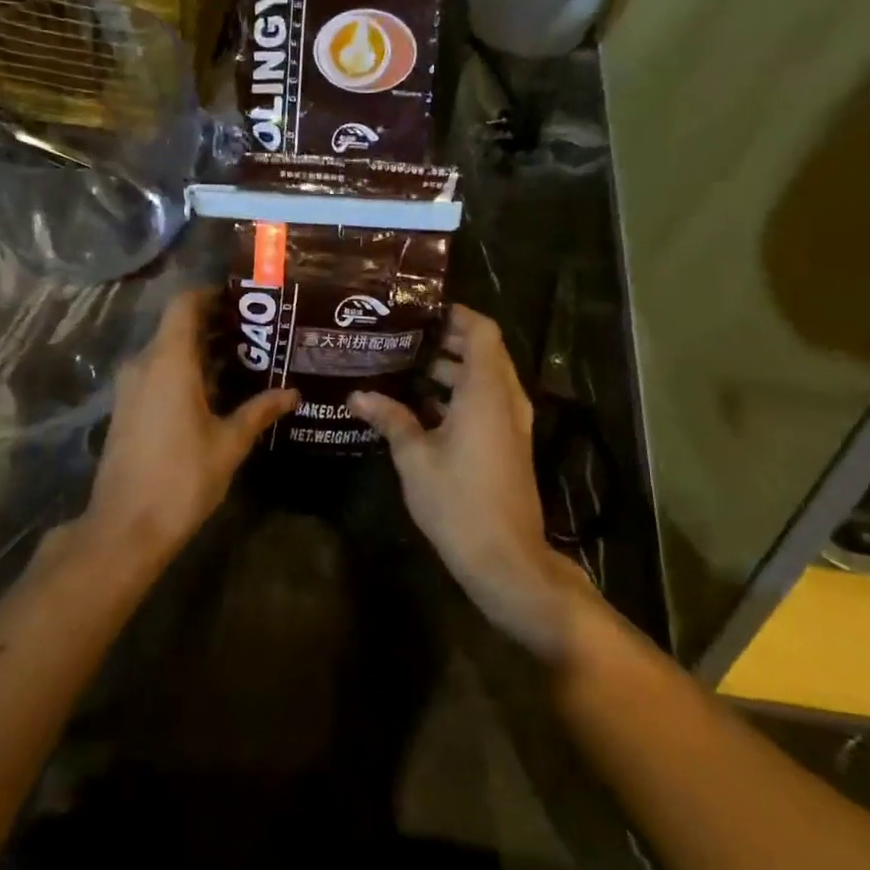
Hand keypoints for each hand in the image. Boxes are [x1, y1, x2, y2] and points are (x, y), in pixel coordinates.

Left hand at [76, 288, 296, 561]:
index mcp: (168, 361)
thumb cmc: (182, 478)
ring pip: (167, 351)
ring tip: (244, 360)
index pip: (185, 304)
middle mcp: (144, 364)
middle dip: (215, 325)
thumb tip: (292, 393)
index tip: (243, 300)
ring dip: (201, 351)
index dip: (211, 295)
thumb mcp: (229, 443)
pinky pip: (157, 373)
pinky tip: (216, 392)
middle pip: (177, 327)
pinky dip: (185, 371)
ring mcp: (130, 387)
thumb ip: (259, 411)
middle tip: (257, 332)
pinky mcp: (127, 408)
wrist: (125, 526)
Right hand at [349, 305, 587, 658]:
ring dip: (451, 370)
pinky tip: (420, 408)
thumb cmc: (458, 501)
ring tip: (404, 368)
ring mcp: (512, 423)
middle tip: (402, 337)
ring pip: (485, 379)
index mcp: (486, 391)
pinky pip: (487, 403)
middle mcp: (506, 399)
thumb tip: (357, 395)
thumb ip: (389, 419)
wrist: (505, 558)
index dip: (456, 315)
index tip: (420, 311)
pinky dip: (459, 396)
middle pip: (483, 352)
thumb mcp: (414, 458)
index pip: (482, 330)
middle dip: (446, 341)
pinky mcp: (509, 444)